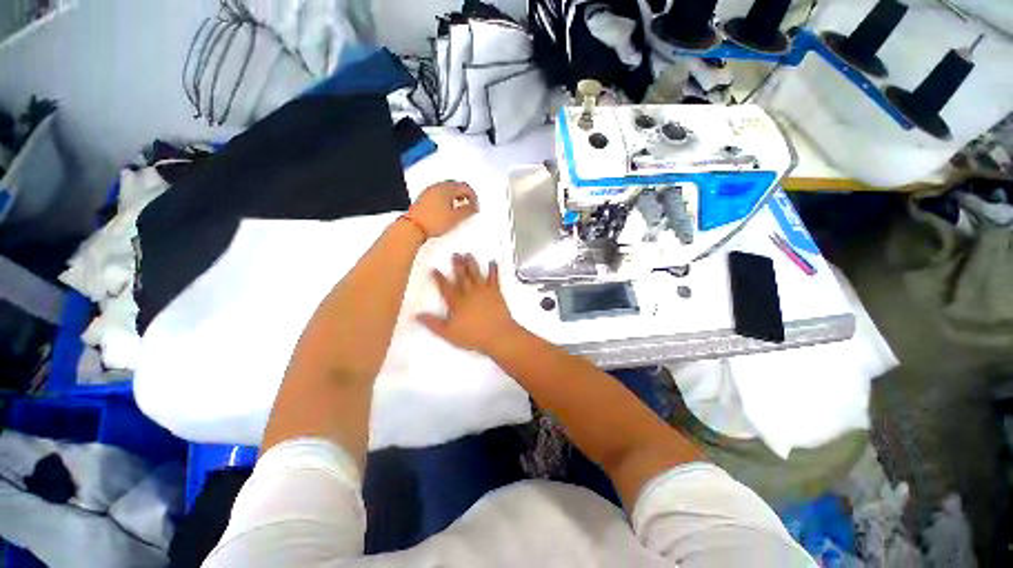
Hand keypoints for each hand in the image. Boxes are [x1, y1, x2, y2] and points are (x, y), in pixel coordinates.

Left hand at [408, 181, 478, 237]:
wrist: (413, 227)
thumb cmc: (433, 222)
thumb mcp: (455, 218)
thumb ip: (468, 210)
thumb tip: (474, 206)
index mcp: (446, 188)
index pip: (465, 187)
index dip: (473, 197)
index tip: (475, 207)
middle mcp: (437, 186)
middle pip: (456, 185)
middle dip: (465, 195)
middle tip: (469, 206)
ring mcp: (429, 191)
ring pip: (447, 189)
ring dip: (456, 197)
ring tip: (459, 209)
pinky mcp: (424, 197)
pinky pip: (439, 193)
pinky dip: (447, 198)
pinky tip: (447, 210)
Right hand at [417, 254, 520, 354]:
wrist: (498, 335)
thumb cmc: (473, 336)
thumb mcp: (448, 333)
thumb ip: (433, 323)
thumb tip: (417, 315)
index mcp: (457, 302)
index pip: (445, 287)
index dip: (439, 278)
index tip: (434, 269)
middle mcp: (469, 293)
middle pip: (461, 276)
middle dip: (457, 265)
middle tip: (455, 254)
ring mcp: (483, 291)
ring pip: (475, 274)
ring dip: (472, 264)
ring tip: (468, 254)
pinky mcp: (495, 293)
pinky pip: (494, 278)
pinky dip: (493, 270)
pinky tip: (493, 262)